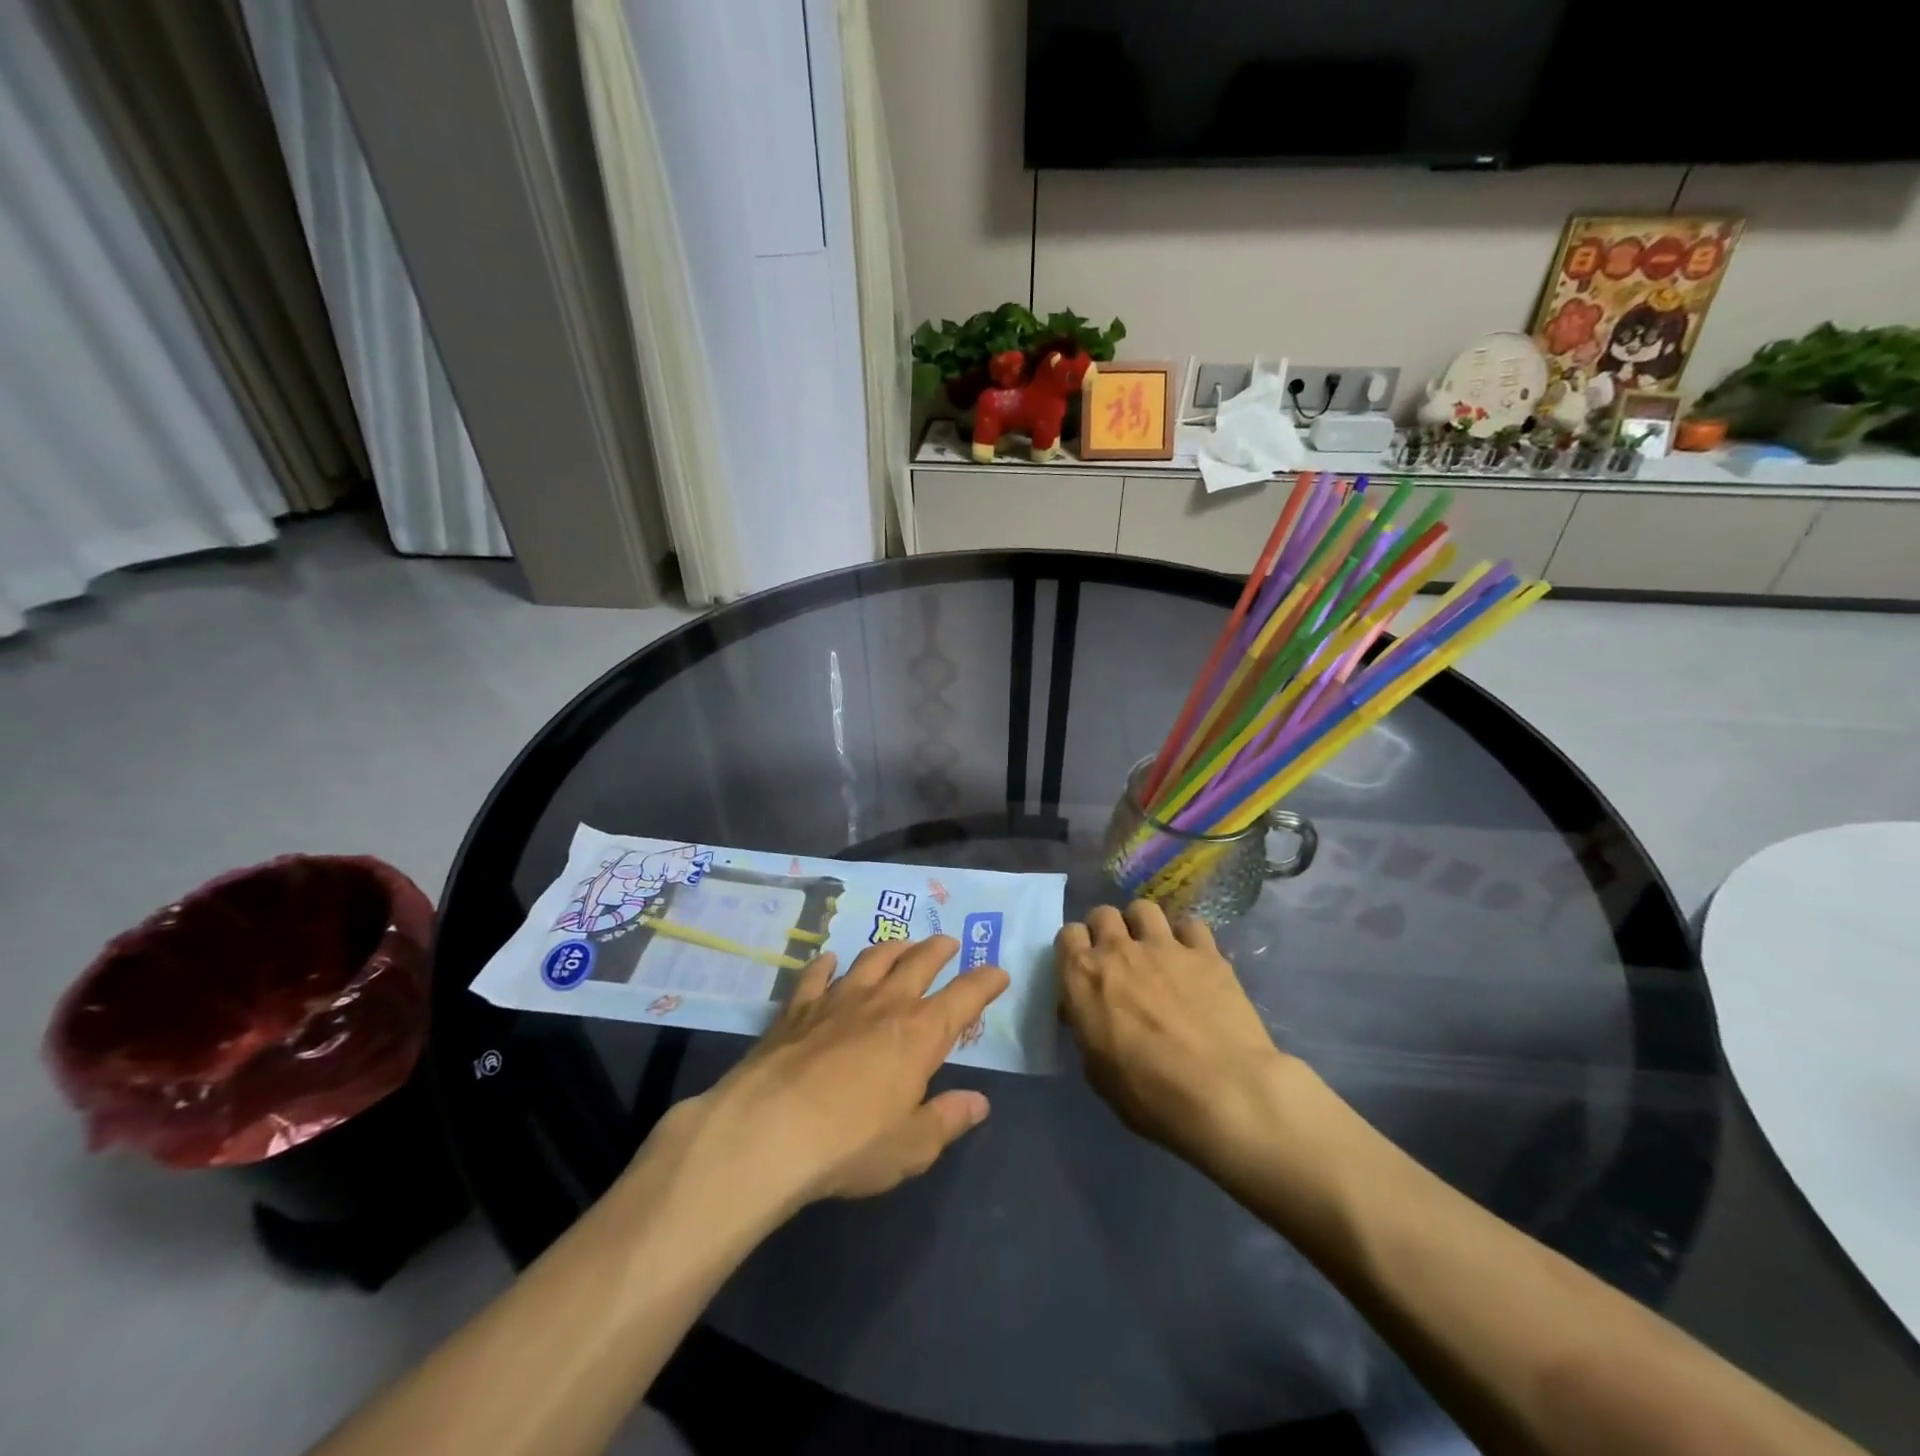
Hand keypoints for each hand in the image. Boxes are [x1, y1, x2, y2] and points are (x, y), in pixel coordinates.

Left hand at [683, 937, 1008, 1212]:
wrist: (766, 1132)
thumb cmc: (848, 1144)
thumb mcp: (910, 1147)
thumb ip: (946, 1120)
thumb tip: (979, 1101)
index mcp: (919, 1034)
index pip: (964, 997)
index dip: (985, 982)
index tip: (999, 972)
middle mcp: (883, 1004)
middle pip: (919, 963)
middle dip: (939, 950)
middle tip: (949, 942)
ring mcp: (837, 1000)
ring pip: (872, 960)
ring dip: (892, 948)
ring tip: (902, 944)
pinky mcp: (797, 1009)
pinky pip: (816, 975)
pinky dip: (826, 964)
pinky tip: (828, 959)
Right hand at [1056, 902, 1295, 1174]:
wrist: (1225, 1093)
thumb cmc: (1150, 1095)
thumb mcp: (1098, 1071)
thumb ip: (1089, 1028)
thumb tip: (1091, 1014)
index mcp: (1083, 978)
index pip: (1067, 935)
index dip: (1075, 950)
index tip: (1084, 969)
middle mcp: (1118, 950)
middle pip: (1103, 914)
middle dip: (1106, 930)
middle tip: (1118, 959)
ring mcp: (1164, 946)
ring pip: (1144, 908)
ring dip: (1142, 925)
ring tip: (1153, 950)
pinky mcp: (1206, 952)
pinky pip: (1190, 925)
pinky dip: (1187, 938)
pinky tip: (1193, 961)